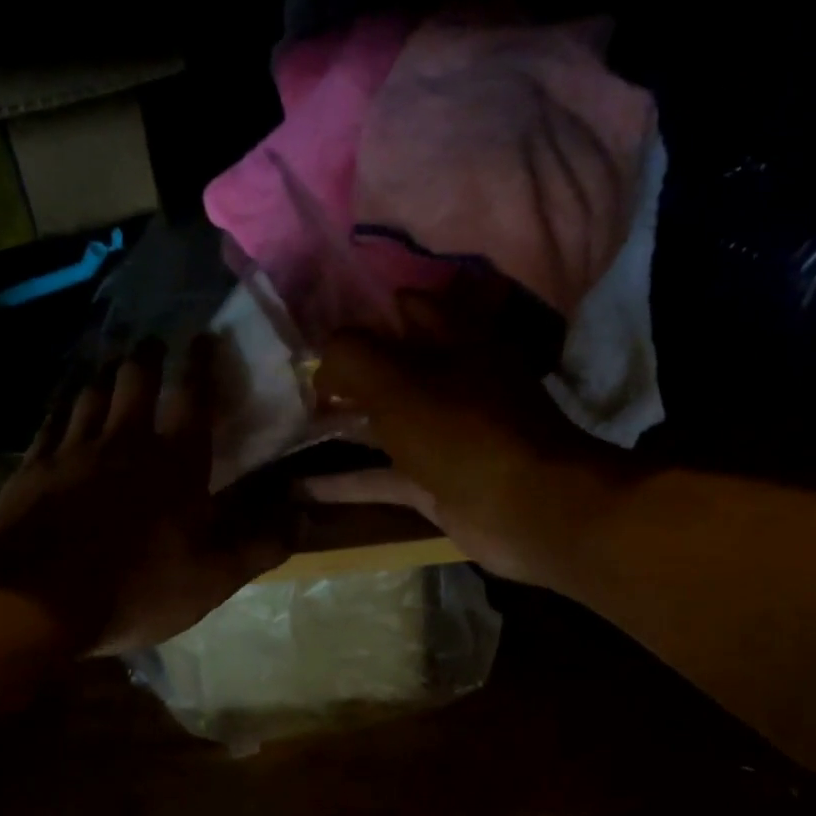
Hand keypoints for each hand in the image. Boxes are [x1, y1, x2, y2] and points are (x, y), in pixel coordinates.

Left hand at [0, 337, 294, 653]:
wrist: (34, 599)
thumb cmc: (136, 588)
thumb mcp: (213, 578)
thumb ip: (260, 544)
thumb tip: (303, 515)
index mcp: (175, 462)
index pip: (194, 398)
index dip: (202, 364)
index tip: (204, 336)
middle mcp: (124, 441)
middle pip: (135, 381)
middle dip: (148, 357)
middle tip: (153, 343)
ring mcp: (73, 450)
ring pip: (91, 393)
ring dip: (105, 373)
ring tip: (111, 362)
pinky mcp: (33, 467)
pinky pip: (50, 420)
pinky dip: (62, 403)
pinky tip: (63, 400)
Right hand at [310, 290, 627, 587]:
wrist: (525, 509)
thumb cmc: (460, 430)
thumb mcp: (396, 380)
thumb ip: (349, 357)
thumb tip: (320, 362)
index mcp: (452, 339)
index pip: (404, 307)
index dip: (362, 313)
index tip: (316, 329)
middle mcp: (450, 381)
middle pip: (390, 367)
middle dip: (344, 373)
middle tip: (292, 382)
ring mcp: (443, 435)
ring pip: (383, 423)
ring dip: (341, 425)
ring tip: (289, 427)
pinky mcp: (434, 482)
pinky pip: (381, 476)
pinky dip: (346, 482)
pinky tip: (302, 488)